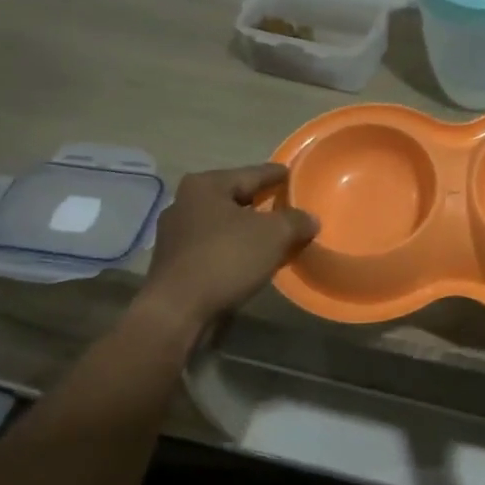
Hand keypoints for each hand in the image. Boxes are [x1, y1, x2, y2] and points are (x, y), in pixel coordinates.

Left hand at [142, 164, 318, 329]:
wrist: (177, 312)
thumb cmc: (225, 259)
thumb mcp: (274, 234)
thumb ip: (296, 221)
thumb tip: (310, 219)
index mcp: (205, 185)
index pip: (251, 173)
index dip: (276, 174)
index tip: (294, 174)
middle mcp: (185, 203)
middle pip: (235, 198)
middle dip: (261, 202)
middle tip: (288, 205)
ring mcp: (175, 235)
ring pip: (223, 224)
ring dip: (247, 229)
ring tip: (274, 235)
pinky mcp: (175, 263)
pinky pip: (214, 247)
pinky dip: (234, 249)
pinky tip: (251, 259)